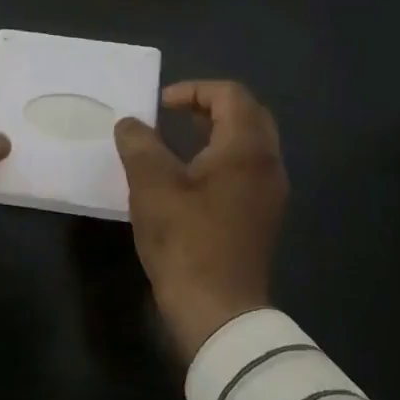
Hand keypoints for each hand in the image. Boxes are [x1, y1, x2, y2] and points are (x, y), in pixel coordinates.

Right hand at [114, 80, 287, 357]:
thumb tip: (130, 124)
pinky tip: (189, 178)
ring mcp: (269, 193)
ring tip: (177, 141)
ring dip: (215, 133)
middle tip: (173, 114)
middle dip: (209, 106)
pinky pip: (246, 169)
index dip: (194, 90)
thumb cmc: (185, 239)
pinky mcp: (261, 216)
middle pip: (247, 116)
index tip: (160, 104)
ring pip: (248, 144)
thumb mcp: (151, 185)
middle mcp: (267, 165)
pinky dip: (220, 158)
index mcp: (246, 150)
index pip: (232, 95)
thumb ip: (139, 144)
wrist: (217, 309)